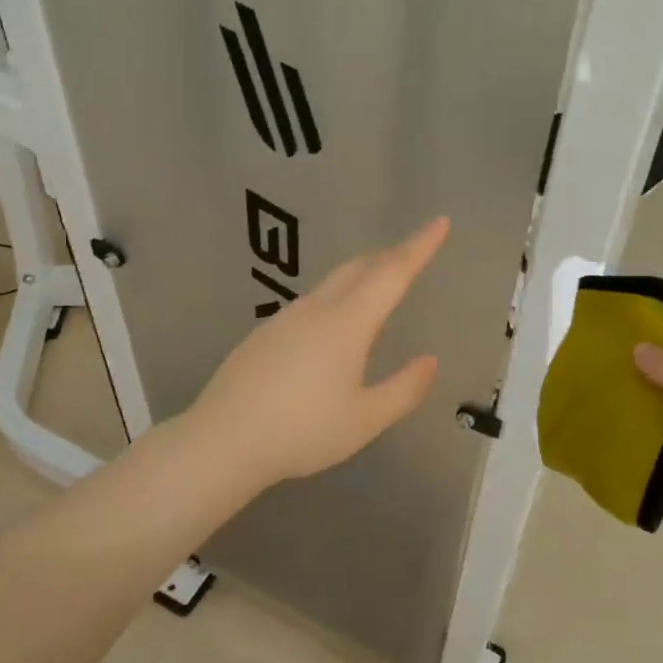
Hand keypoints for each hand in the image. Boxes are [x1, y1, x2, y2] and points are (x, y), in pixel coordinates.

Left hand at [185, 218, 448, 490]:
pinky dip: (336, 301)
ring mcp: (284, 320)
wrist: (222, 441)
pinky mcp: (263, 335)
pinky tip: (333, 331)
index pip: (392, 273)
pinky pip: (310, 305)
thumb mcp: (365, 420)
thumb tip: (430, 362)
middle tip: (413, 252)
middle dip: (390, 255)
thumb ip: (404, 389)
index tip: (440, 221)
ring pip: (331, 284)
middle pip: (358, 268)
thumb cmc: (302, 432)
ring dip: (361, 276)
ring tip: (378, 288)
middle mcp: (315, 310)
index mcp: (346, 323)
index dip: (419, 246)